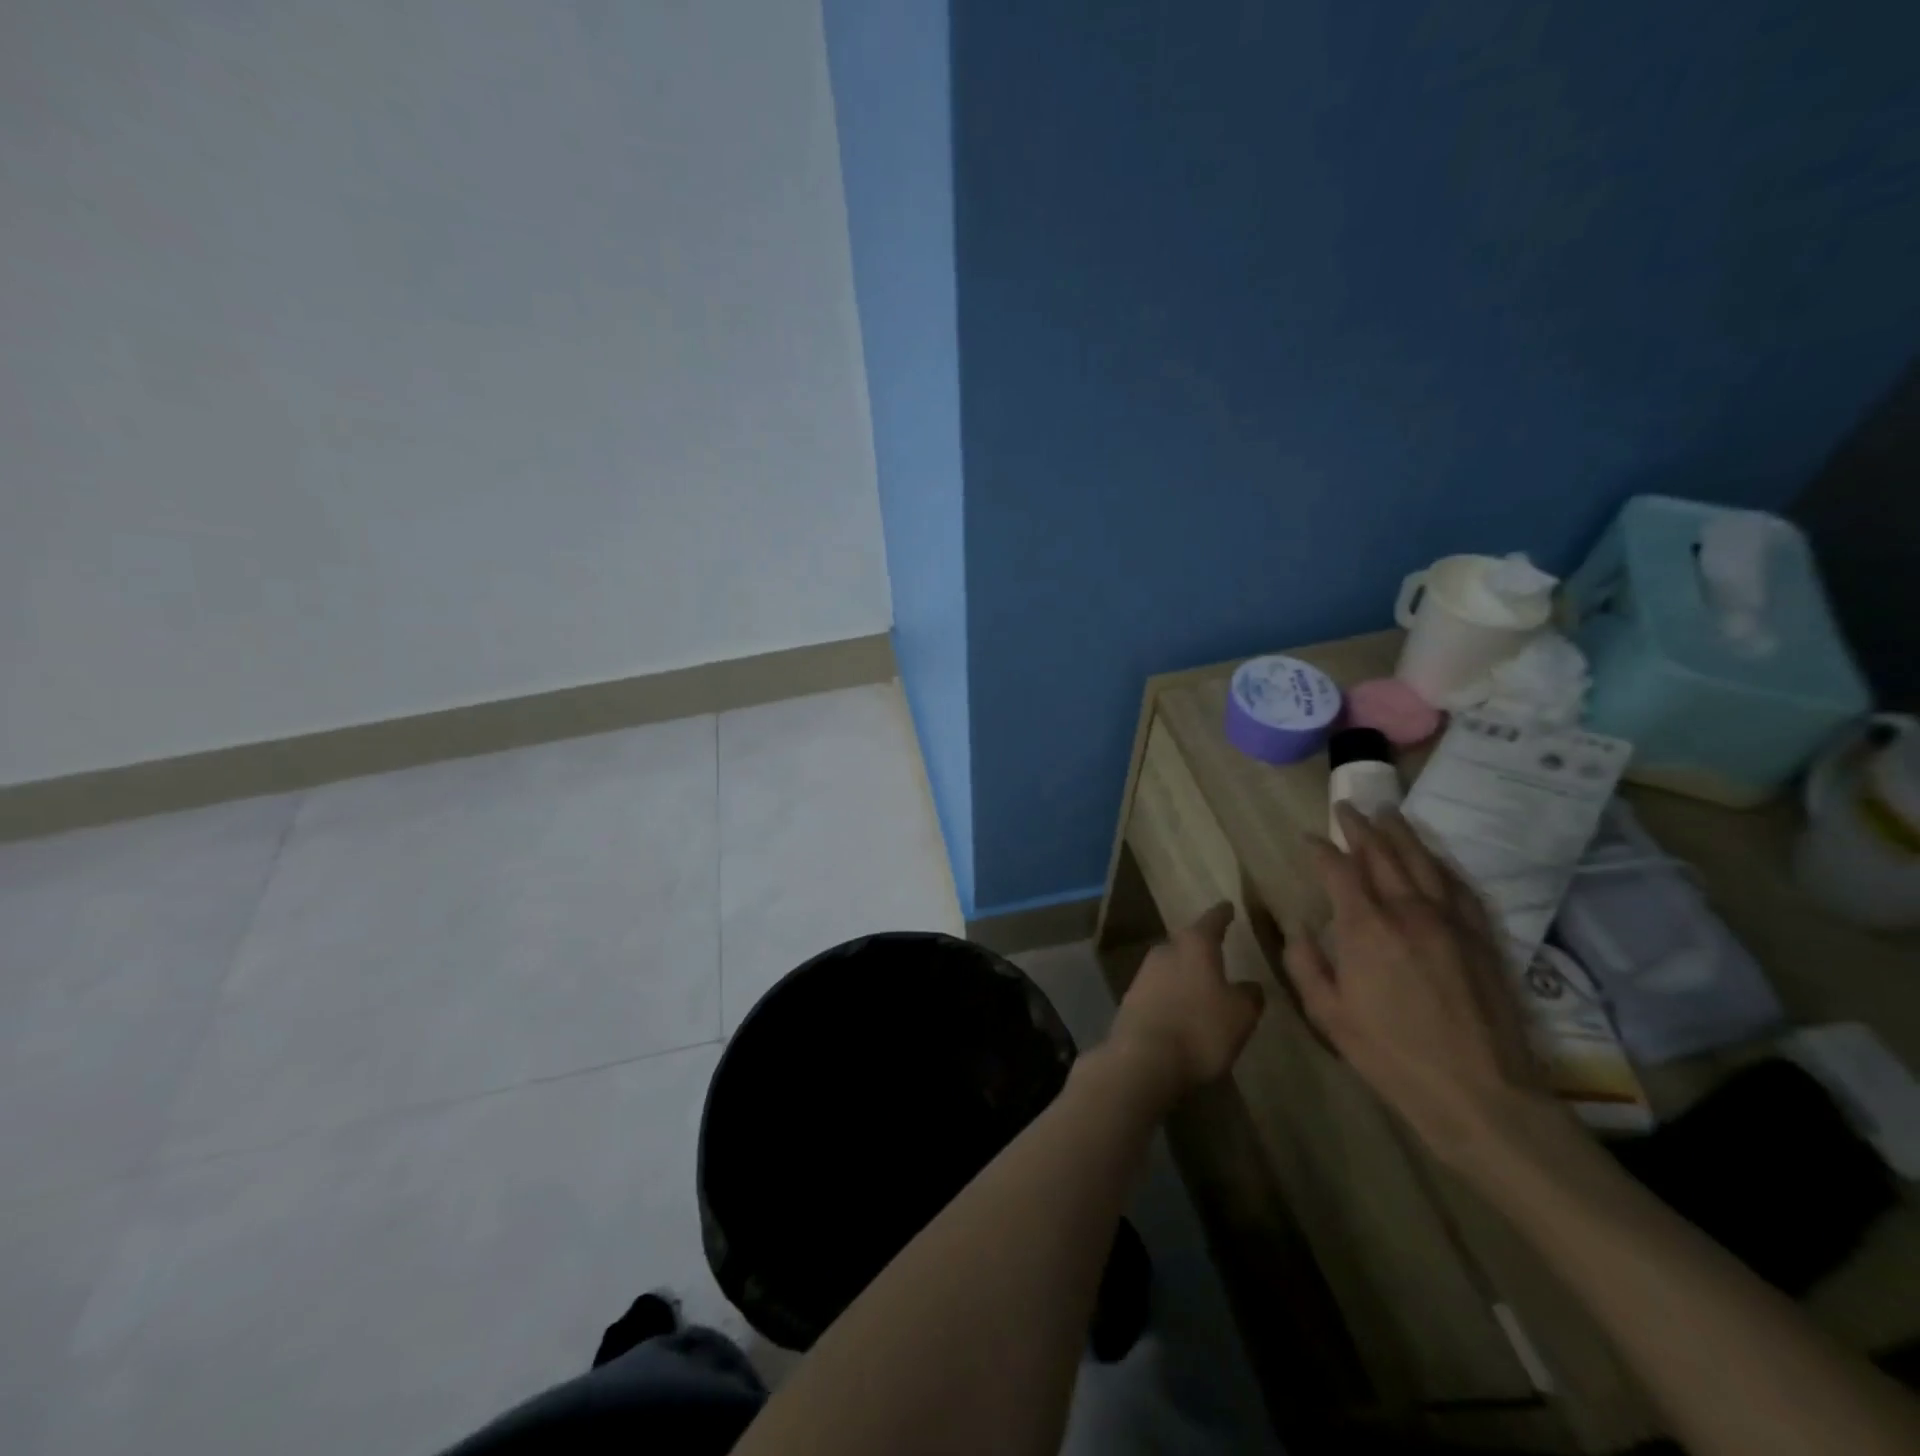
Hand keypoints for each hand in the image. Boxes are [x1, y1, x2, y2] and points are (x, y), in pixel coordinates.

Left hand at [1109, 902, 1264, 1092]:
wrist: (1143, 1058)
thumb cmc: (1200, 1028)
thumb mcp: (1241, 1014)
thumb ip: (1250, 995)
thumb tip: (1250, 985)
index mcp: (1194, 945)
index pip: (1212, 921)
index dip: (1222, 914)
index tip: (1227, 906)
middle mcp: (1165, 950)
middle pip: (1186, 942)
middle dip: (1201, 947)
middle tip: (1217, 952)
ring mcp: (1144, 973)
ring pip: (1170, 965)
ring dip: (1185, 973)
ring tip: (1202, 985)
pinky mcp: (1131, 998)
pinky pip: (1159, 989)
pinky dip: (1172, 994)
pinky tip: (1181, 1008)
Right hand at [1283, 803, 1545, 1161]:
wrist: (1479, 1092)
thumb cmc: (1391, 1054)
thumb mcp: (1327, 1014)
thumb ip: (1305, 963)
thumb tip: (1299, 926)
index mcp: (1365, 928)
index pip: (1339, 869)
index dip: (1322, 848)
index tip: (1310, 837)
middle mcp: (1408, 911)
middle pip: (1383, 854)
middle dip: (1361, 827)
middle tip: (1347, 808)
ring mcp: (1450, 921)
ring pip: (1423, 862)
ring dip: (1402, 834)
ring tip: (1388, 813)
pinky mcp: (1480, 937)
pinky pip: (1458, 886)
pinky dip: (1440, 864)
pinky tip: (1433, 858)